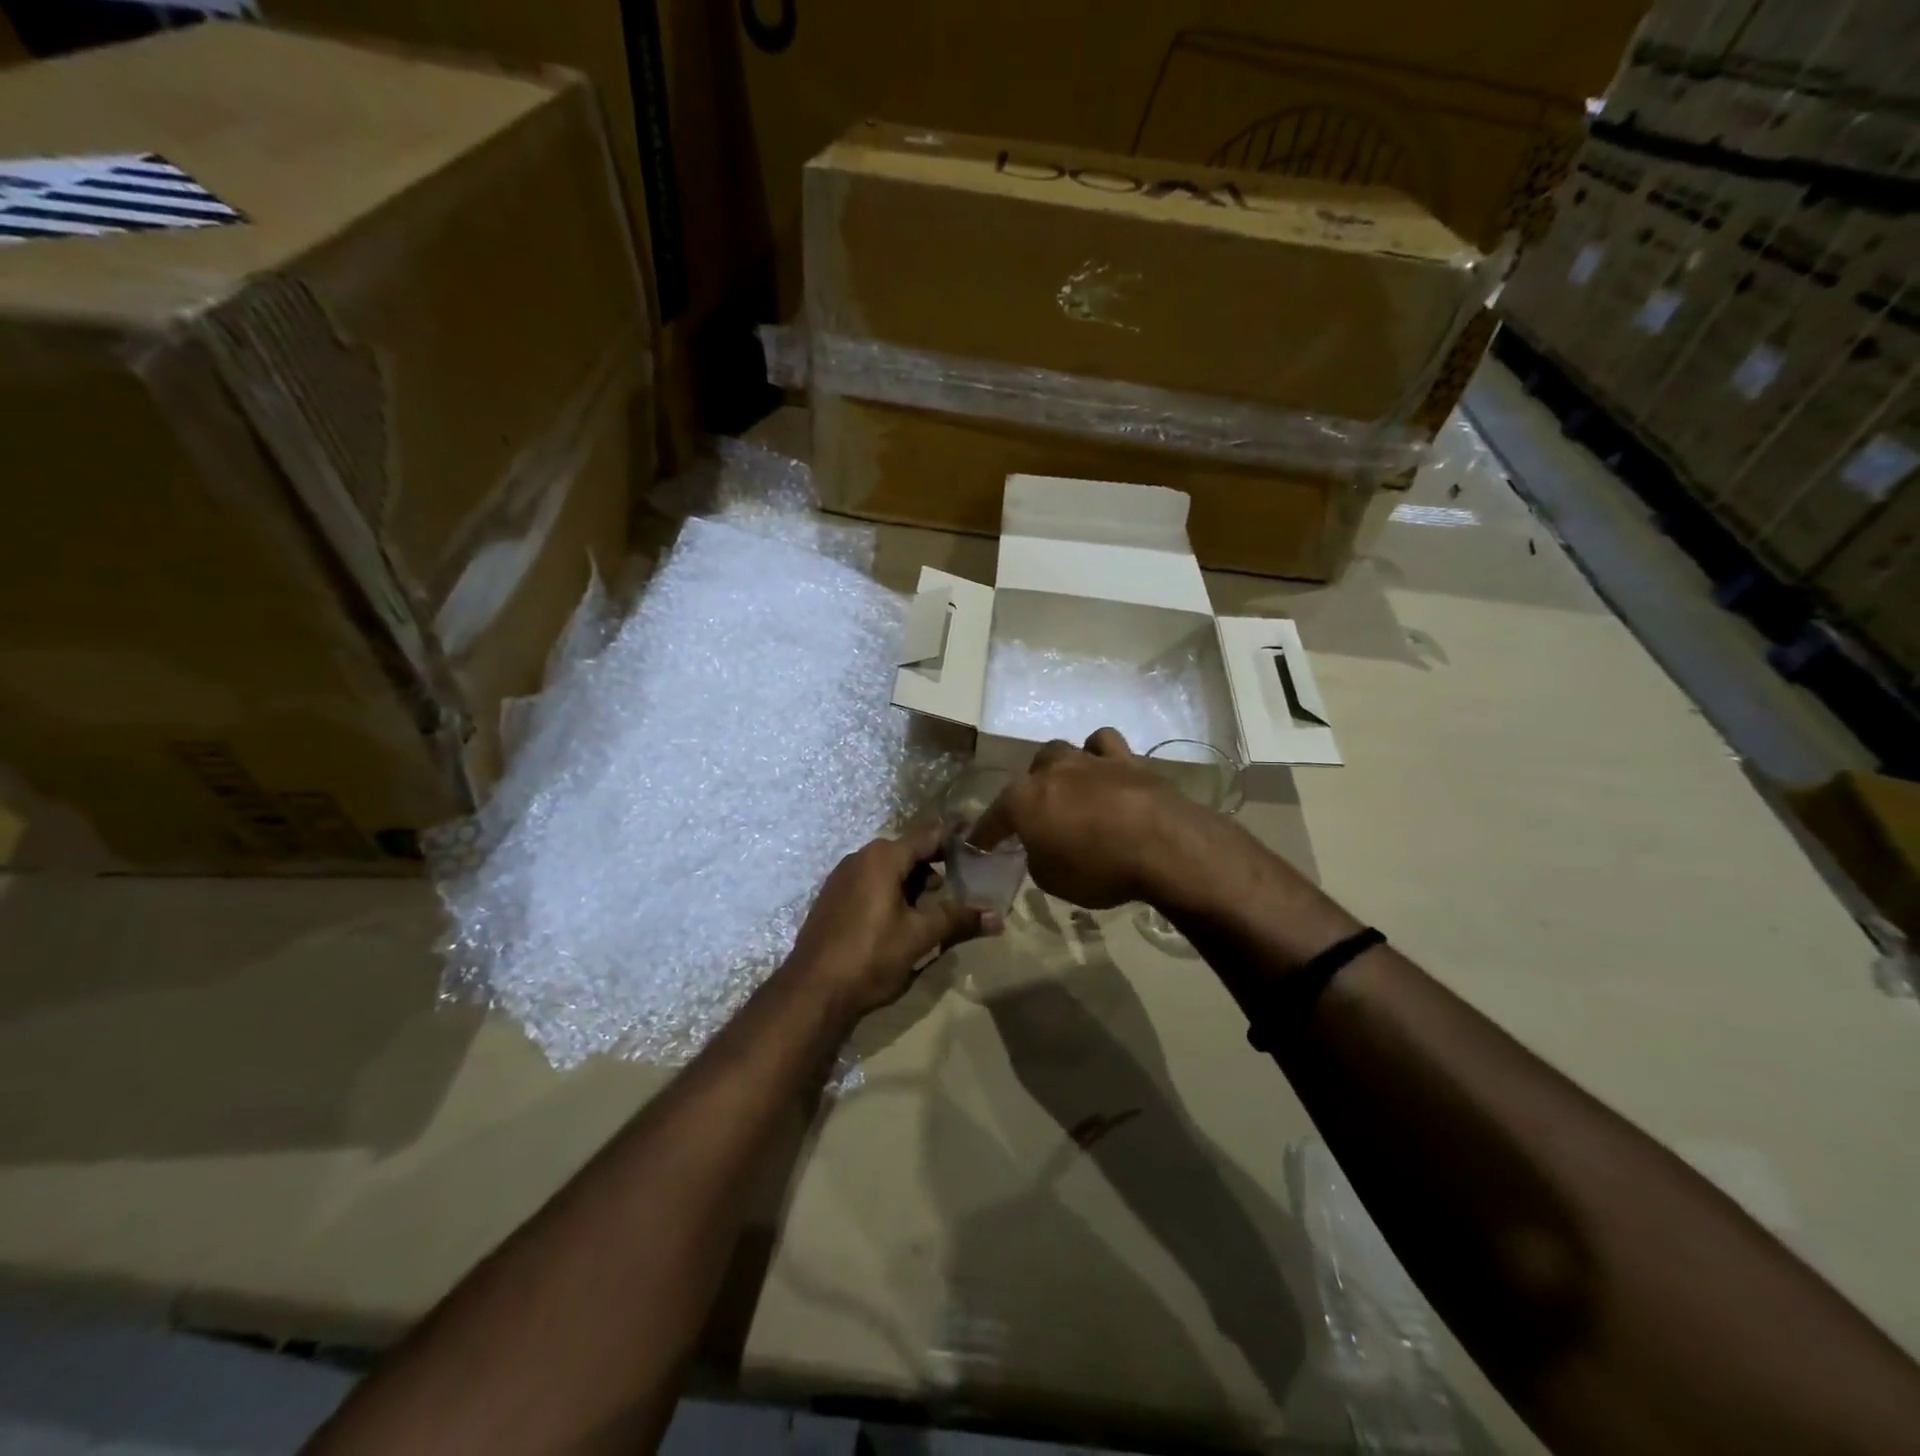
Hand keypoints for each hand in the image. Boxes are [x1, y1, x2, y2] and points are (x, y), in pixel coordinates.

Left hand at [785, 825, 990, 1021]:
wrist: (812, 990)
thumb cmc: (871, 956)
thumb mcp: (920, 937)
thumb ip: (959, 920)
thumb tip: (997, 917)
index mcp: (883, 857)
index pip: (928, 835)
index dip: (955, 838)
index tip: (979, 842)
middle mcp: (861, 857)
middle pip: (908, 851)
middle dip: (936, 864)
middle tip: (965, 880)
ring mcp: (842, 877)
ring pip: (889, 868)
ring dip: (914, 881)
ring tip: (936, 905)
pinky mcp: (833, 898)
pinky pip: (870, 882)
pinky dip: (892, 891)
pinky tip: (903, 918)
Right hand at [970, 728, 1228, 910]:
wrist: (1164, 846)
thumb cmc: (1100, 869)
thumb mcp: (1053, 881)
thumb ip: (1038, 857)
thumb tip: (1041, 847)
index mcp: (1023, 800)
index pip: (993, 818)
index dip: (985, 834)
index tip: (979, 846)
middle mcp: (1050, 771)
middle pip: (1027, 776)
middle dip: (1027, 795)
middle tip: (1036, 819)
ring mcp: (1088, 760)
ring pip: (1060, 752)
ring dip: (1058, 770)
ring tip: (1067, 790)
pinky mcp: (1126, 759)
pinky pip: (1102, 744)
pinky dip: (1097, 754)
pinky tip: (1102, 771)